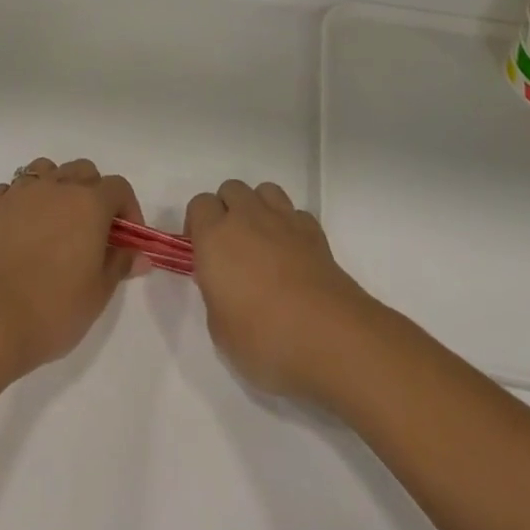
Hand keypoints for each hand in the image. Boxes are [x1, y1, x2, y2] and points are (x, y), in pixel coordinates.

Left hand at [0, 158, 144, 379]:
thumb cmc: (53, 309)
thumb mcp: (98, 294)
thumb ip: (119, 265)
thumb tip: (138, 255)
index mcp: (89, 203)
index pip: (118, 187)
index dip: (128, 209)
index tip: (127, 239)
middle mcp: (56, 187)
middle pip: (83, 170)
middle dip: (94, 193)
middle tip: (93, 230)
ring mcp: (19, 194)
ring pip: (45, 170)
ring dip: (56, 186)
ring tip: (56, 220)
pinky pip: (11, 189)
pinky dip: (21, 200)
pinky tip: (21, 227)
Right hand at [187, 179, 374, 401]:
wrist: (331, 339)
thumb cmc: (265, 339)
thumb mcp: (220, 330)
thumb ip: (215, 295)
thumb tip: (223, 283)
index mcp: (215, 238)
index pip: (199, 205)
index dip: (198, 224)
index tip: (203, 254)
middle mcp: (247, 218)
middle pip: (231, 189)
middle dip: (227, 210)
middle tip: (231, 248)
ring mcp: (284, 220)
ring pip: (264, 191)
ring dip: (258, 208)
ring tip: (262, 242)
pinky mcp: (315, 232)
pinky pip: (295, 213)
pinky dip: (290, 225)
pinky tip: (292, 253)